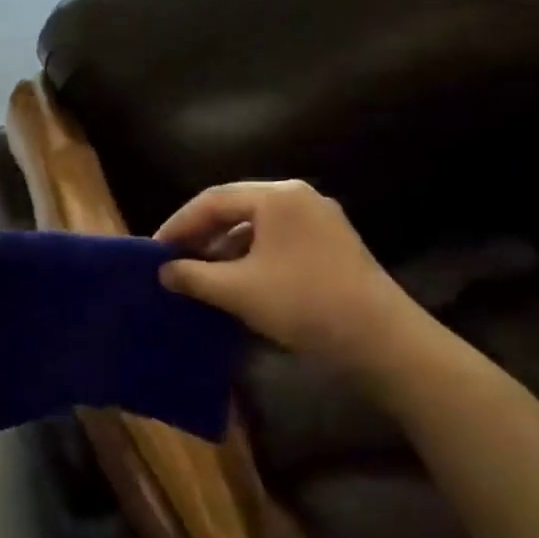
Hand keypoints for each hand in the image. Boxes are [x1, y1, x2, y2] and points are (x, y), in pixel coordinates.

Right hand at [156, 180, 415, 368]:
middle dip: (201, 234)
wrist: (383, 341)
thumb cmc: (303, 304)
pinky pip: (278, 241)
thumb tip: (164, 271)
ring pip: (257, 226)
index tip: (155, 250)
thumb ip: (193, 275)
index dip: (179, 224)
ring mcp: (320, 221)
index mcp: (277, 196)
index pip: (213, 200)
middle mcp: (299, 198)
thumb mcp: (238, 291)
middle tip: (174, 259)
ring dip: (225, 248)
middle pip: (236, 208)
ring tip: (201, 274)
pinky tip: (237, 282)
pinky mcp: (332, 246)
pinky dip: (251, 257)